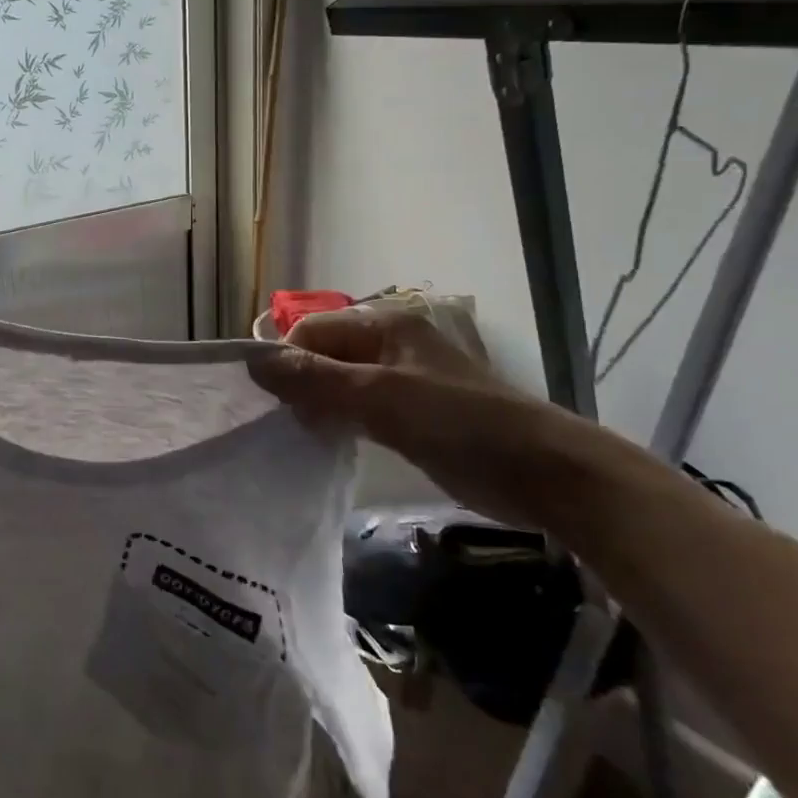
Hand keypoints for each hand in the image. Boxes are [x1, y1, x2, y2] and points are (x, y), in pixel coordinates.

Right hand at [253, 306, 660, 531]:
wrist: (544, 472)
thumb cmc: (459, 423)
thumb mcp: (380, 397)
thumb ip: (315, 379)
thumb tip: (253, 362)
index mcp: (384, 325)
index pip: (310, 331)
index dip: (287, 363)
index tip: (278, 405)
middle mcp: (389, 344)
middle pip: (322, 356)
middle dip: (301, 386)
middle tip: (294, 426)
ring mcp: (401, 380)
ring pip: (338, 384)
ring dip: (319, 407)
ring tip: (309, 438)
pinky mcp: (411, 414)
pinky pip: (358, 408)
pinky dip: (341, 422)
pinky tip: (334, 444)